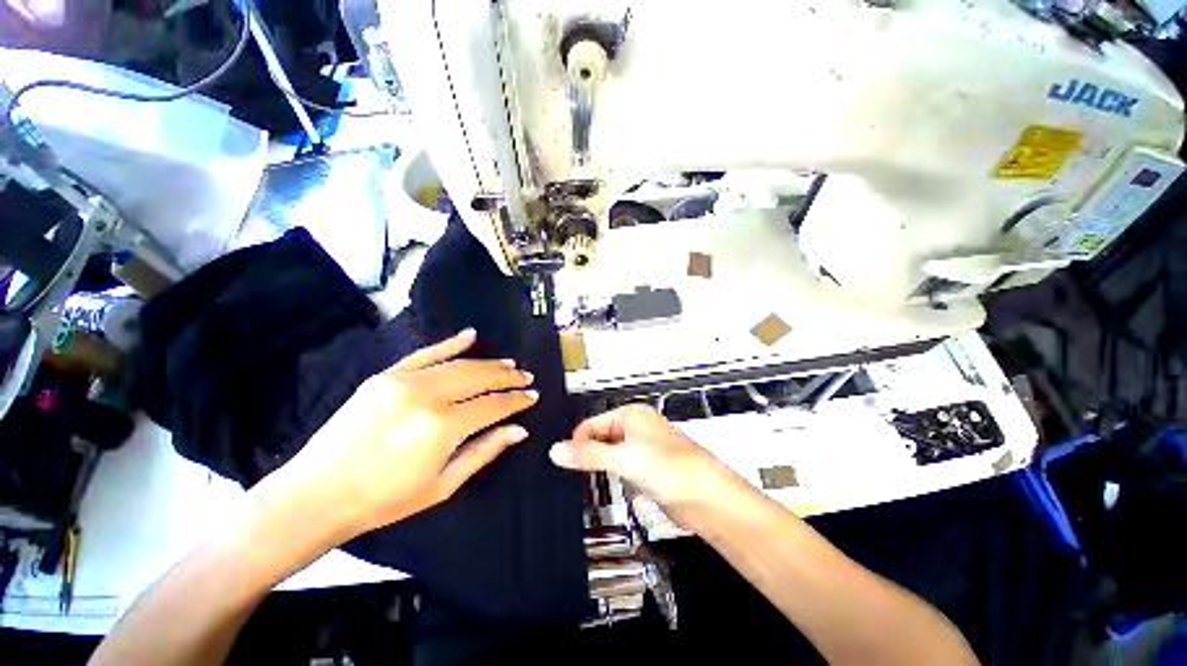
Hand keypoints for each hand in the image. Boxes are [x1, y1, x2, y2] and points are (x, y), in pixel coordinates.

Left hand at [269, 329, 537, 539]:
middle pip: (480, 378)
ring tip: (509, 364)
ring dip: (488, 363)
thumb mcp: (443, 485)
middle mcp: (428, 396)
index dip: (516, 401)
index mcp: (443, 427)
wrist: (317, 494)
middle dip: (508, 377)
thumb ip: (485, 451)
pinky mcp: (385, 376)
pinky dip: (449, 343)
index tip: (533, 396)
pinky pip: (424, 353)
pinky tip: (471, 335)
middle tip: (526, 377)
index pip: (493, 405)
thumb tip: (519, 430)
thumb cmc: (385, 500)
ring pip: (458, 364)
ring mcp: (404, 382)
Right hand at [550, 404, 736, 526]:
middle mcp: (637, 428)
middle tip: (574, 471)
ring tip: (588, 478)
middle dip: (588, 452)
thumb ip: (590, 455)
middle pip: (600, 437)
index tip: (564, 459)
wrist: (707, 499)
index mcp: (632, 416)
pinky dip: (611, 474)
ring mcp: (643, 448)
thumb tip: (558, 451)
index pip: (593, 423)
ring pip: (610, 453)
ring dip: (599, 464)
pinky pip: (621, 466)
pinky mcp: (647, 468)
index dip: (578, 441)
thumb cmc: (676, 470)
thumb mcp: (626, 459)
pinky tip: (609, 484)